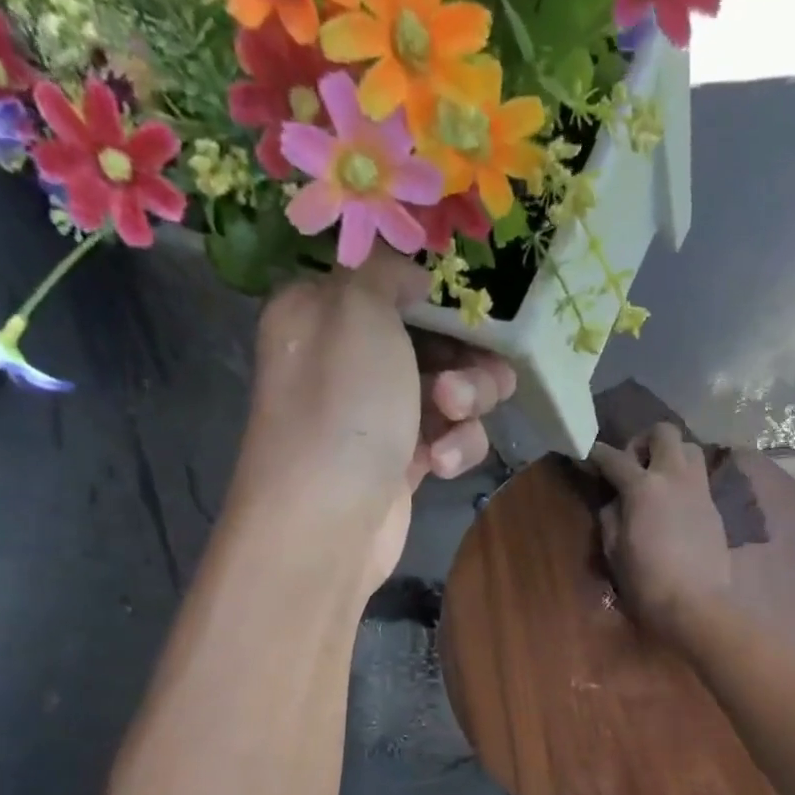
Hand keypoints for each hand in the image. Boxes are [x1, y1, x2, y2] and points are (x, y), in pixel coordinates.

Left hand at [232, 255, 516, 589]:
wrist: (328, 521)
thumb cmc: (342, 406)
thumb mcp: (359, 311)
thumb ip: (386, 273)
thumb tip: (411, 277)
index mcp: (322, 311)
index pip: (391, 285)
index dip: (438, 298)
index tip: (472, 313)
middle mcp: (347, 359)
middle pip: (433, 340)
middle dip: (465, 358)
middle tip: (465, 381)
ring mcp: (376, 415)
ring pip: (450, 390)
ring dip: (467, 402)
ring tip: (454, 418)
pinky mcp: (401, 462)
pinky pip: (447, 437)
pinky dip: (453, 447)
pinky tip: (439, 465)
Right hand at [589, 424, 732, 648]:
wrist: (697, 605)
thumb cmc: (647, 582)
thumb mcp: (614, 551)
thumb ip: (610, 517)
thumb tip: (614, 501)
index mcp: (644, 487)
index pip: (615, 458)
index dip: (598, 455)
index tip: (590, 457)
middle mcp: (675, 477)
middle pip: (664, 432)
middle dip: (643, 441)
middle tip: (632, 467)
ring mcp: (699, 490)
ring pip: (689, 448)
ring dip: (670, 455)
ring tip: (657, 481)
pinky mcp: (714, 507)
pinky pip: (699, 477)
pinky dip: (683, 480)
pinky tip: (673, 505)